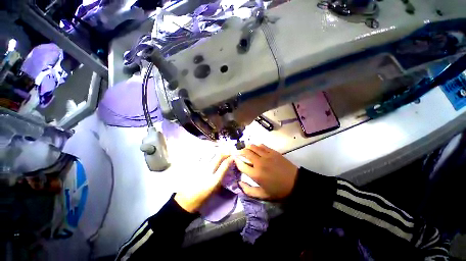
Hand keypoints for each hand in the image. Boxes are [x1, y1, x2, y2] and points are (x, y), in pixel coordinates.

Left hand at [175, 154, 233, 212]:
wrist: (185, 201)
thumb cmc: (202, 197)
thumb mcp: (214, 190)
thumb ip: (221, 178)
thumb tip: (226, 167)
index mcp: (214, 180)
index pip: (224, 165)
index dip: (230, 159)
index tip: (233, 157)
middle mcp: (207, 172)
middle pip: (218, 156)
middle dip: (225, 152)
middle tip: (228, 151)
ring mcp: (199, 167)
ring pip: (210, 153)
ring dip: (216, 150)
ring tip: (220, 150)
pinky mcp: (192, 166)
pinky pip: (201, 155)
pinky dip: (206, 152)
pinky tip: (209, 152)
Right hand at [234, 144, 297, 199]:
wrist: (295, 183)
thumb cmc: (278, 190)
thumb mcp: (262, 195)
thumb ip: (248, 190)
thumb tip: (239, 183)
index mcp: (256, 174)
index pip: (241, 165)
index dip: (236, 161)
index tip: (235, 160)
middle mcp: (259, 163)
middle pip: (246, 153)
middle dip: (240, 152)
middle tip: (238, 153)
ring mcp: (266, 156)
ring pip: (253, 147)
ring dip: (247, 147)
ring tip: (246, 150)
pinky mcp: (273, 152)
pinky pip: (262, 146)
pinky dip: (257, 146)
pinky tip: (256, 149)